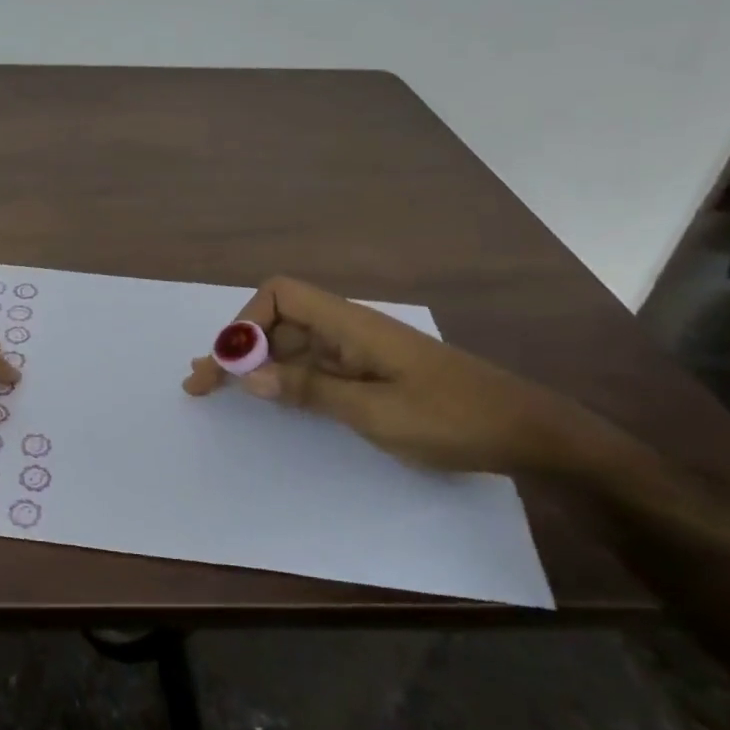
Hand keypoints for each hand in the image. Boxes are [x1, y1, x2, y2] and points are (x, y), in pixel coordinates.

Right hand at [183, 276, 611, 474]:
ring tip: (214, 387)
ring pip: (292, 345)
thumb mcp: (377, 413)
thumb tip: (250, 376)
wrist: (529, 433)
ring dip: (253, 364)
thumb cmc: (454, 419)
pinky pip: (313, 367)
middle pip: (278, 320)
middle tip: (200, 383)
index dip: (246, 322)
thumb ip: (312, 391)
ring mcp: (359, 352)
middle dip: (236, 347)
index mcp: (352, 325)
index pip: (281, 296)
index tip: (227, 365)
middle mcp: (349, 330)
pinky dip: (282, 378)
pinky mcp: (368, 374)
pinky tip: (265, 396)